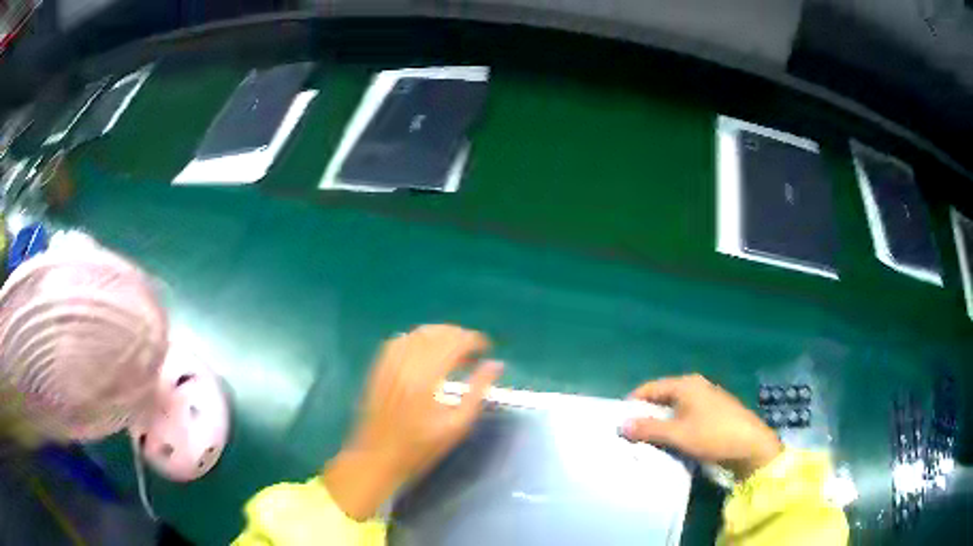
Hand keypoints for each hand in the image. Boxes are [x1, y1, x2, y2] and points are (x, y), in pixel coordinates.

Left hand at [323, 324, 502, 519]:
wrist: (377, 458)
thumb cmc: (421, 448)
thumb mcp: (457, 426)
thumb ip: (478, 391)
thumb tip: (496, 365)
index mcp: (427, 378)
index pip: (454, 343)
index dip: (473, 340)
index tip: (486, 347)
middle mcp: (406, 364)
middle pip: (435, 334)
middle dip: (458, 335)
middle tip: (473, 349)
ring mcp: (389, 364)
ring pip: (416, 334)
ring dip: (438, 334)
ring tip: (453, 347)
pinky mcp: (378, 368)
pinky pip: (398, 342)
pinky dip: (416, 339)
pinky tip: (424, 350)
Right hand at [621, 374, 781, 478]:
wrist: (751, 445)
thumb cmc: (713, 435)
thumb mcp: (678, 434)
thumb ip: (649, 429)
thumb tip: (622, 425)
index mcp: (686, 384)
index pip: (650, 388)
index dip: (633, 402)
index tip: (619, 421)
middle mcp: (696, 386)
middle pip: (662, 396)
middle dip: (646, 413)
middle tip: (631, 433)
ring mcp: (707, 398)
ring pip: (675, 407)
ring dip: (660, 421)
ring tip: (648, 439)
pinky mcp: (714, 411)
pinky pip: (686, 414)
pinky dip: (675, 424)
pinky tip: (672, 440)